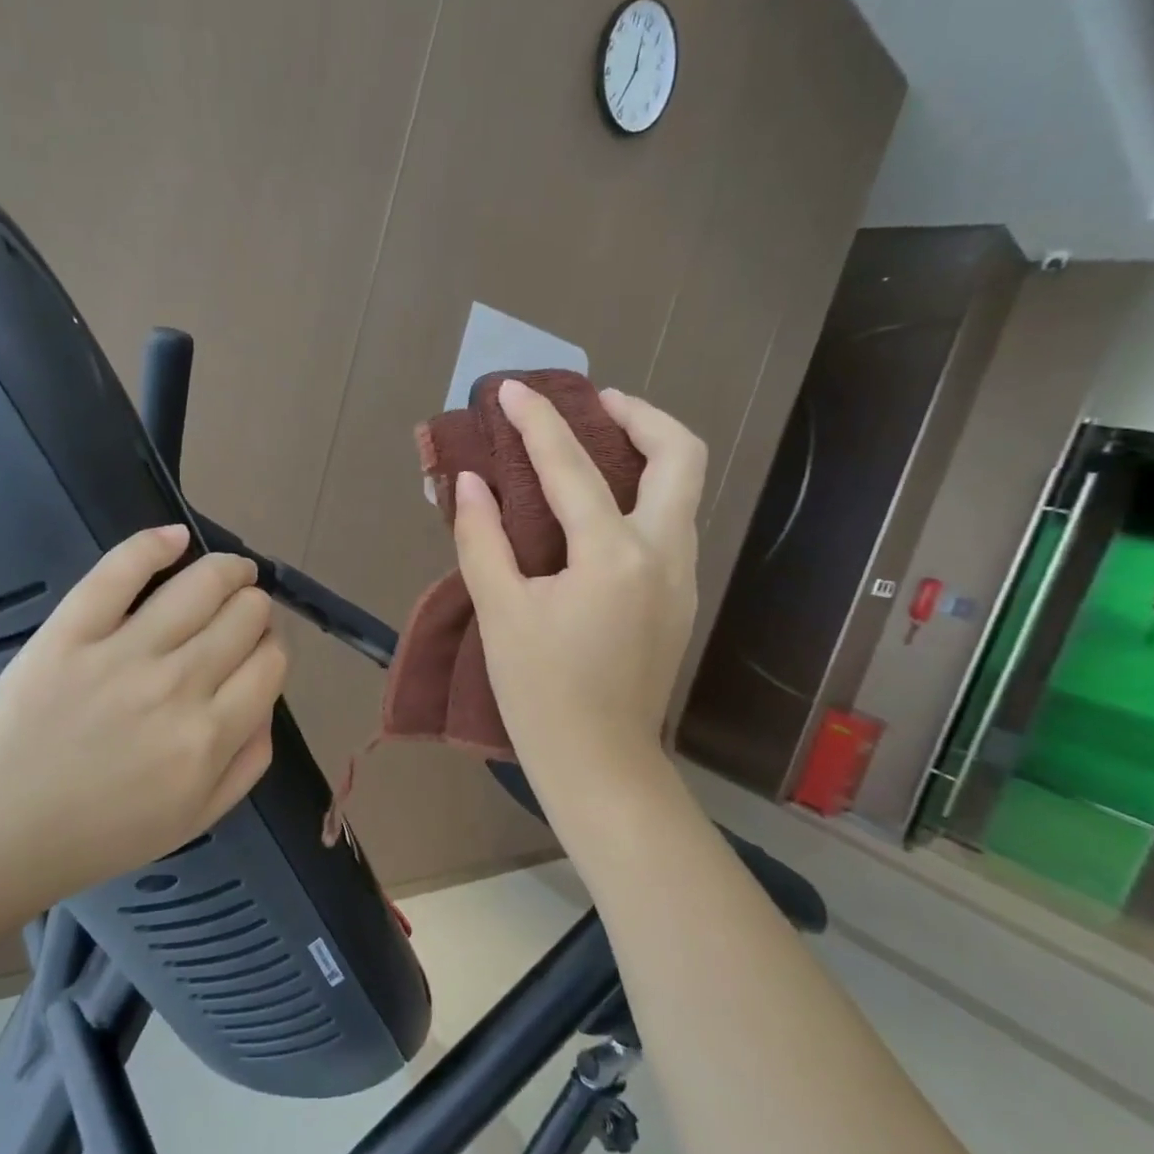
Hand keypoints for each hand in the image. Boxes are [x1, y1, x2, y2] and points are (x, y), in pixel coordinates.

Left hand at [0, 525, 286, 929]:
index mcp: (209, 737)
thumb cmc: (100, 835)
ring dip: (228, 570)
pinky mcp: (70, 632)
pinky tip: (176, 538)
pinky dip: (155, 544)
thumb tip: (267, 702)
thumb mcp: (195, 819)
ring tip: (230, 571)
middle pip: (245, 616)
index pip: (270, 663)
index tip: (257, 652)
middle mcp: (177, 686)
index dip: (272, 649)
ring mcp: (121, 653)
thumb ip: (249, 762)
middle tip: (241, 616)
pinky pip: (120, 570)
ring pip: (201, 584)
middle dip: (254, 610)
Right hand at [453, 381, 705, 785]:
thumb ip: (482, 539)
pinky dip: (644, 495)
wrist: (600, 762)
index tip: (510, 391)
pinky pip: (671, 523)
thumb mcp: (501, 612)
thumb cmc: (541, 692)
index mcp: (613, 555)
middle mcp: (663, 554)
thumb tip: (470, 483)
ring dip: (646, 453)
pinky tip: (601, 510)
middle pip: (678, 455)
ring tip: (595, 448)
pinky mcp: (680, 598)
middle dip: (639, 415)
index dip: (537, 422)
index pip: (572, 468)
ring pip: (683, 489)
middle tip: (594, 405)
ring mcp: (681, 577)